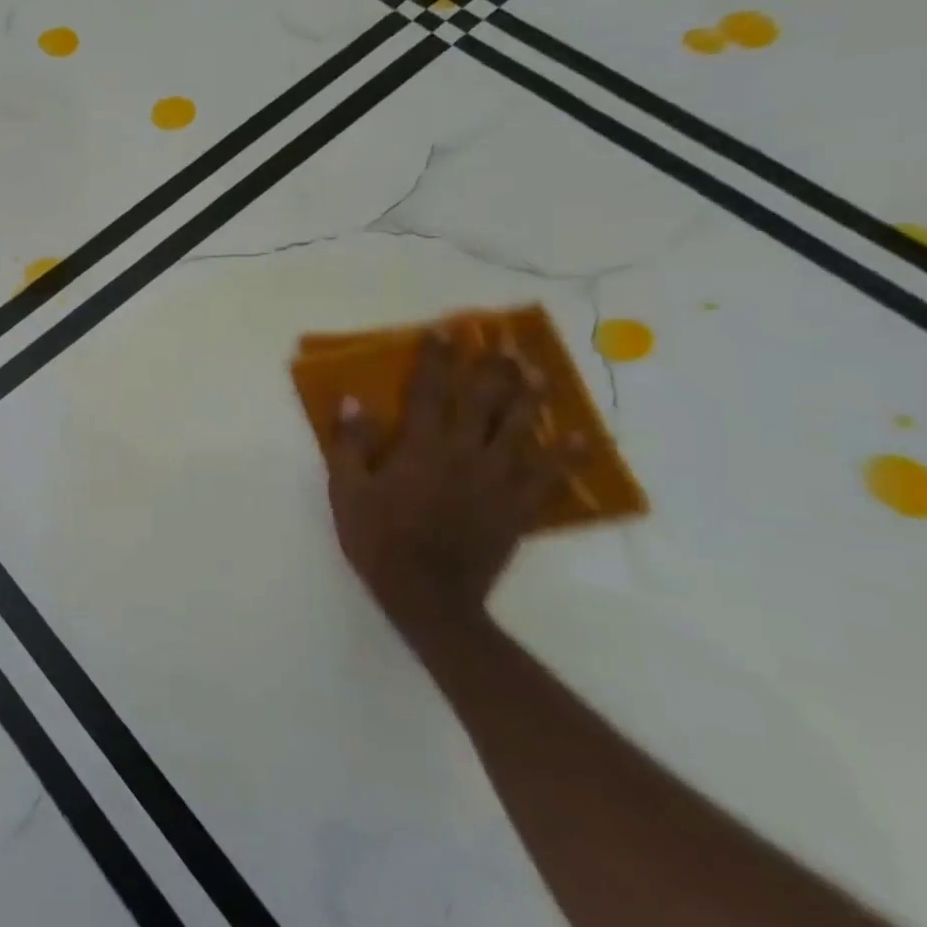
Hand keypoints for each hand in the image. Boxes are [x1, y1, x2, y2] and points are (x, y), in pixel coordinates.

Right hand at [325, 333, 579, 647]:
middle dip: (490, 367)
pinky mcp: (517, 507)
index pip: (429, 390)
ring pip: (520, 429)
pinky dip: (567, 456)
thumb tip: (353, 401)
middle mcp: (464, 454)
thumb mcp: (346, 491)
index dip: (436, 358)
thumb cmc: (378, 540)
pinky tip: (580, 437)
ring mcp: (497, 480)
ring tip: (539, 372)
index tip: (443, 330)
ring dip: (530, 397)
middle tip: (501, 341)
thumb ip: (350, 445)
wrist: (426, 596)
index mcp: (421, 447)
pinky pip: (549, 476)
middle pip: (483, 401)